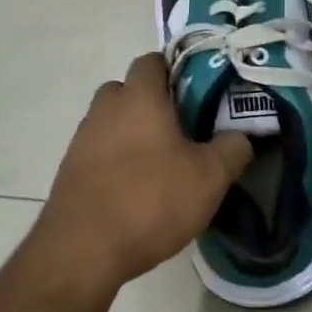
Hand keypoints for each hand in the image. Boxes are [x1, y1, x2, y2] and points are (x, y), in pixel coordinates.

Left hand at [29, 53, 252, 297]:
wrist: (81, 251)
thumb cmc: (150, 200)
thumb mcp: (210, 178)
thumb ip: (233, 148)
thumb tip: (242, 135)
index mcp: (139, 97)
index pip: (152, 61)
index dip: (175, 71)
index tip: (199, 93)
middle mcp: (106, 108)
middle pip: (129, 90)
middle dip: (153, 103)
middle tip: (183, 129)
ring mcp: (82, 139)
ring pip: (113, 122)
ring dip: (134, 134)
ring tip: (162, 165)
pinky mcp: (70, 170)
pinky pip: (99, 152)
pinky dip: (116, 161)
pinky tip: (136, 190)